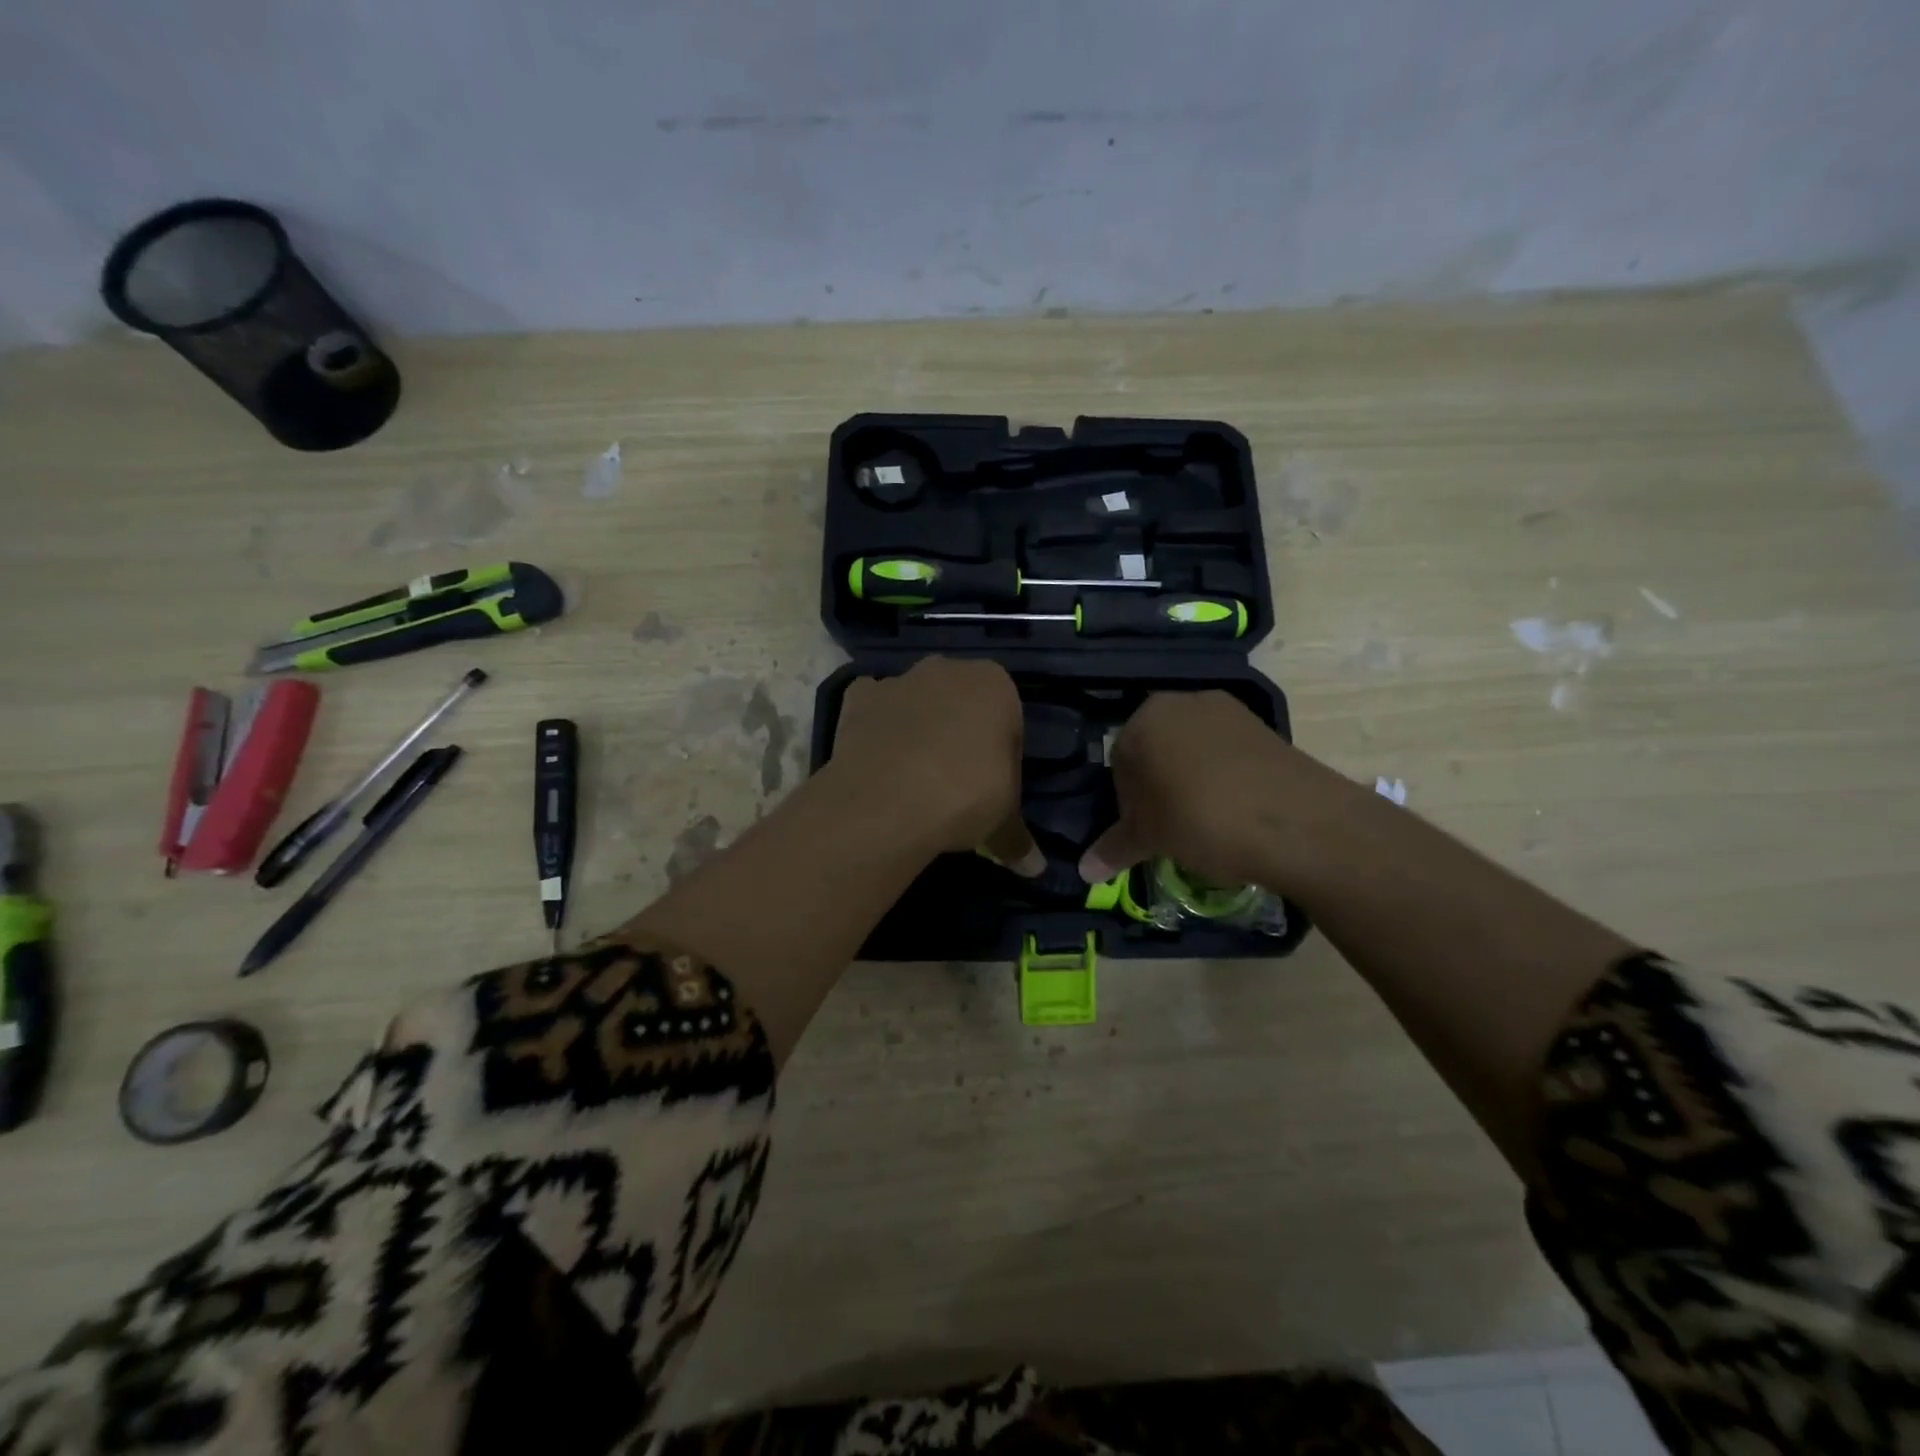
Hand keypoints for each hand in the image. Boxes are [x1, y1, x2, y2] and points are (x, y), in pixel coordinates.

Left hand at [828, 657, 1042, 873]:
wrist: (887, 801)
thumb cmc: (965, 796)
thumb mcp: (1002, 821)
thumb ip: (1017, 838)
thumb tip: (1034, 868)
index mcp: (995, 684)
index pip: (1009, 719)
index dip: (1002, 756)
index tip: (992, 787)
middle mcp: (947, 669)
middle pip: (961, 703)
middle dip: (960, 734)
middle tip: (956, 783)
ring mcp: (898, 680)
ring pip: (916, 703)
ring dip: (918, 729)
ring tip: (913, 780)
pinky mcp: (857, 698)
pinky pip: (873, 710)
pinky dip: (875, 729)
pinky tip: (878, 764)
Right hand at [1079, 690, 1358, 890]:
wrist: (1296, 822)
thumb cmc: (1201, 820)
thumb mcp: (1150, 838)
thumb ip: (1113, 848)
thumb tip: (1084, 871)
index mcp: (1145, 717)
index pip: (1118, 761)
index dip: (1127, 801)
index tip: (1143, 831)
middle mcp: (1183, 702)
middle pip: (1155, 750)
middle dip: (1157, 788)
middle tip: (1169, 828)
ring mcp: (1227, 710)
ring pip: (1191, 750)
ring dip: (1189, 782)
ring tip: (1203, 822)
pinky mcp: (1263, 727)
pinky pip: (1225, 753)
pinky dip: (1221, 778)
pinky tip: (1232, 811)